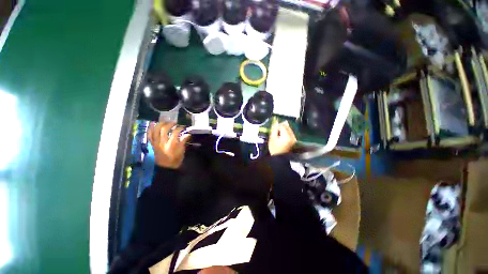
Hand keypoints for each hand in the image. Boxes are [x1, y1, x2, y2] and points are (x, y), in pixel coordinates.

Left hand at [148, 121, 190, 168]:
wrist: (166, 167)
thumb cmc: (176, 159)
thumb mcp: (182, 151)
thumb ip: (183, 141)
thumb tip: (188, 134)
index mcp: (171, 144)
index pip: (175, 132)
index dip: (180, 128)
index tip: (183, 127)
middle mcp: (162, 142)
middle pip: (164, 129)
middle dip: (169, 124)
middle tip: (174, 122)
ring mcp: (156, 143)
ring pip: (155, 130)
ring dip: (160, 124)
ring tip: (165, 121)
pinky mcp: (152, 144)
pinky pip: (149, 135)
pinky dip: (150, 128)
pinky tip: (153, 123)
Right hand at [268, 121, 296, 155]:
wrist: (281, 159)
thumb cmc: (275, 149)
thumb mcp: (272, 139)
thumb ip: (274, 130)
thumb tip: (275, 123)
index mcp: (286, 135)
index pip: (282, 126)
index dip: (277, 125)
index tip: (273, 127)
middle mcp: (292, 136)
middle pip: (287, 127)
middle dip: (281, 126)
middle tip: (276, 128)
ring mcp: (294, 139)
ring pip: (289, 130)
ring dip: (284, 129)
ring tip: (278, 132)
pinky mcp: (294, 141)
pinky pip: (290, 134)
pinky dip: (286, 133)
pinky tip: (282, 135)